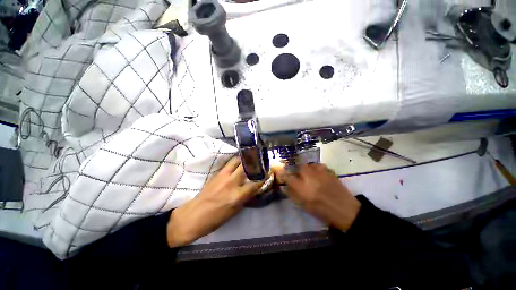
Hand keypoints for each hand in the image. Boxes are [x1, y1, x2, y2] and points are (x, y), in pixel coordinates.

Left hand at [166, 157, 263, 247]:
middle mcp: (232, 182)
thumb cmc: (216, 218)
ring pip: (236, 160)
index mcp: (237, 195)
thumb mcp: (235, 210)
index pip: (256, 183)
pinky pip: (229, 163)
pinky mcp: (217, 173)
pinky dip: (236, 161)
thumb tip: (254, 187)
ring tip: (250, 158)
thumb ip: (246, 197)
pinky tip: (239, 162)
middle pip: (246, 166)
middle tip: (260, 160)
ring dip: (244, 158)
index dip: (264, 177)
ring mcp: (223, 176)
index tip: (269, 172)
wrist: (194, 215)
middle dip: (255, 161)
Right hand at [274, 164, 360, 231]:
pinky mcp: (328, 171)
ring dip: (307, 169)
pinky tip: (319, 174)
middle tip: (299, 176)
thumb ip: (293, 194)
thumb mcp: (304, 206)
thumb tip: (285, 187)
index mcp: (301, 187)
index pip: (287, 177)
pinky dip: (316, 169)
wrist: (344, 209)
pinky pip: (318, 166)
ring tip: (310, 175)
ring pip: (309, 164)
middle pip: (299, 166)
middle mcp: (308, 176)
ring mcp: (319, 172)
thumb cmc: (322, 211)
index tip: (280, 173)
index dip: (282, 174)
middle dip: (297, 170)